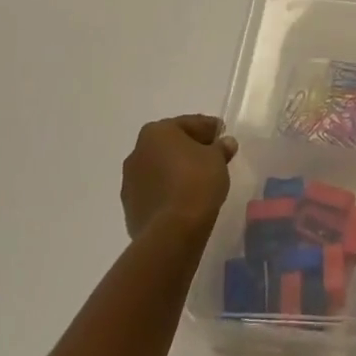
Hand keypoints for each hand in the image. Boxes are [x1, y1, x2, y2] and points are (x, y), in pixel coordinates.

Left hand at [120, 115, 237, 239]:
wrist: (172, 231)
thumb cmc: (197, 182)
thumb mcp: (218, 158)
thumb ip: (221, 147)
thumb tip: (225, 143)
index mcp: (156, 132)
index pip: (188, 124)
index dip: (208, 128)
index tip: (222, 134)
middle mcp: (137, 152)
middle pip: (170, 145)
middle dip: (190, 148)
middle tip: (213, 155)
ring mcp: (130, 182)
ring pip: (159, 168)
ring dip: (176, 170)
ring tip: (200, 180)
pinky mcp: (130, 208)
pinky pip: (155, 191)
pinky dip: (168, 190)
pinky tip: (185, 198)